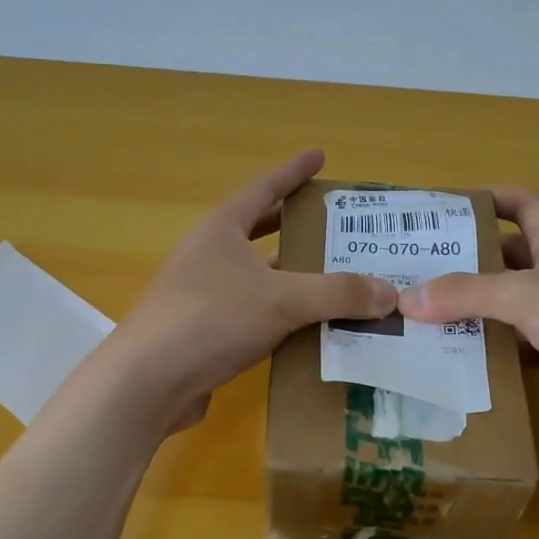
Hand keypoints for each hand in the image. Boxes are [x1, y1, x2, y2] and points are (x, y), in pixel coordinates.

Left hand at [108, 150, 396, 430]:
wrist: (148, 382)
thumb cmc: (211, 320)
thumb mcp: (282, 299)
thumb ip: (338, 294)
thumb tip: (391, 292)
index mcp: (222, 230)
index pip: (263, 189)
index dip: (293, 172)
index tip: (319, 155)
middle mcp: (210, 256)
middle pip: (259, 231)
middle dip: (296, 225)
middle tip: (336, 224)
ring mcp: (204, 295)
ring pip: (259, 277)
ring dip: (294, 276)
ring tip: (337, 277)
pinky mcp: (206, 333)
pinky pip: (255, 314)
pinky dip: (284, 315)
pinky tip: (311, 328)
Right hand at [398, 188, 538, 429]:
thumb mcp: (526, 296)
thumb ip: (466, 295)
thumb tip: (406, 299)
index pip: (520, 203)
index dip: (485, 199)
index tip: (443, 210)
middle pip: (507, 258)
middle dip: (466, 262)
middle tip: (418, 273)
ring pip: (510, 304)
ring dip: (475, 309)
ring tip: (426, 318)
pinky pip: (519, 343)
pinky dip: (493, 348)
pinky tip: (460, 358)